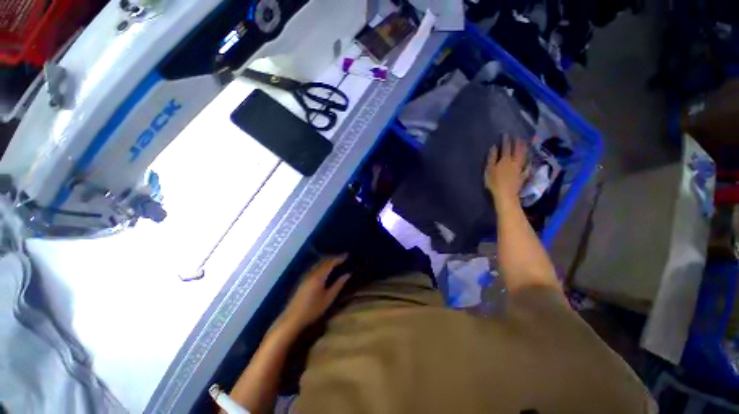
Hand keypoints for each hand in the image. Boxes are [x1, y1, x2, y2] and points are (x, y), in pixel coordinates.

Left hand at [278, 256, 350, 331]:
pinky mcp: (303, 280)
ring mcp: (306, 276)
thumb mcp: (328, 298)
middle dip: (333, 258)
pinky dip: (322, 264)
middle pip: (323, 261)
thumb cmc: (313, 309)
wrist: (292, 318)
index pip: (330, 263)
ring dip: (327, 260)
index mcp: (319, 276)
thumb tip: (347, 274)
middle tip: (342, 257)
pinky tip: (325, 269)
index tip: (347, 255)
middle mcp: (312, 273)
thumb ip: (338, 285)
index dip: (339, 258)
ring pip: (318, 263)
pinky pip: (314, 267)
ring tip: (336, 261)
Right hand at [485, 136, 527, 201]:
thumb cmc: (494, 183)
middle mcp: (514, 162)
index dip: (506, 140)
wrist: (505, 195)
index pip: (506, 148)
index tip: (507, 134)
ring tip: (525, 143)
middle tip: (518, 135)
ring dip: (524, 149)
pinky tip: (529, 160)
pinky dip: (528, 161)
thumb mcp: (489, 170)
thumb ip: (492, 158)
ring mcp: (520, 169)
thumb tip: (494, 147)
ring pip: (523, 156)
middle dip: (518, 142)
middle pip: (517, 150)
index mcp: (505, 160)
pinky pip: (527, 166)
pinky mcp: (522, 175)